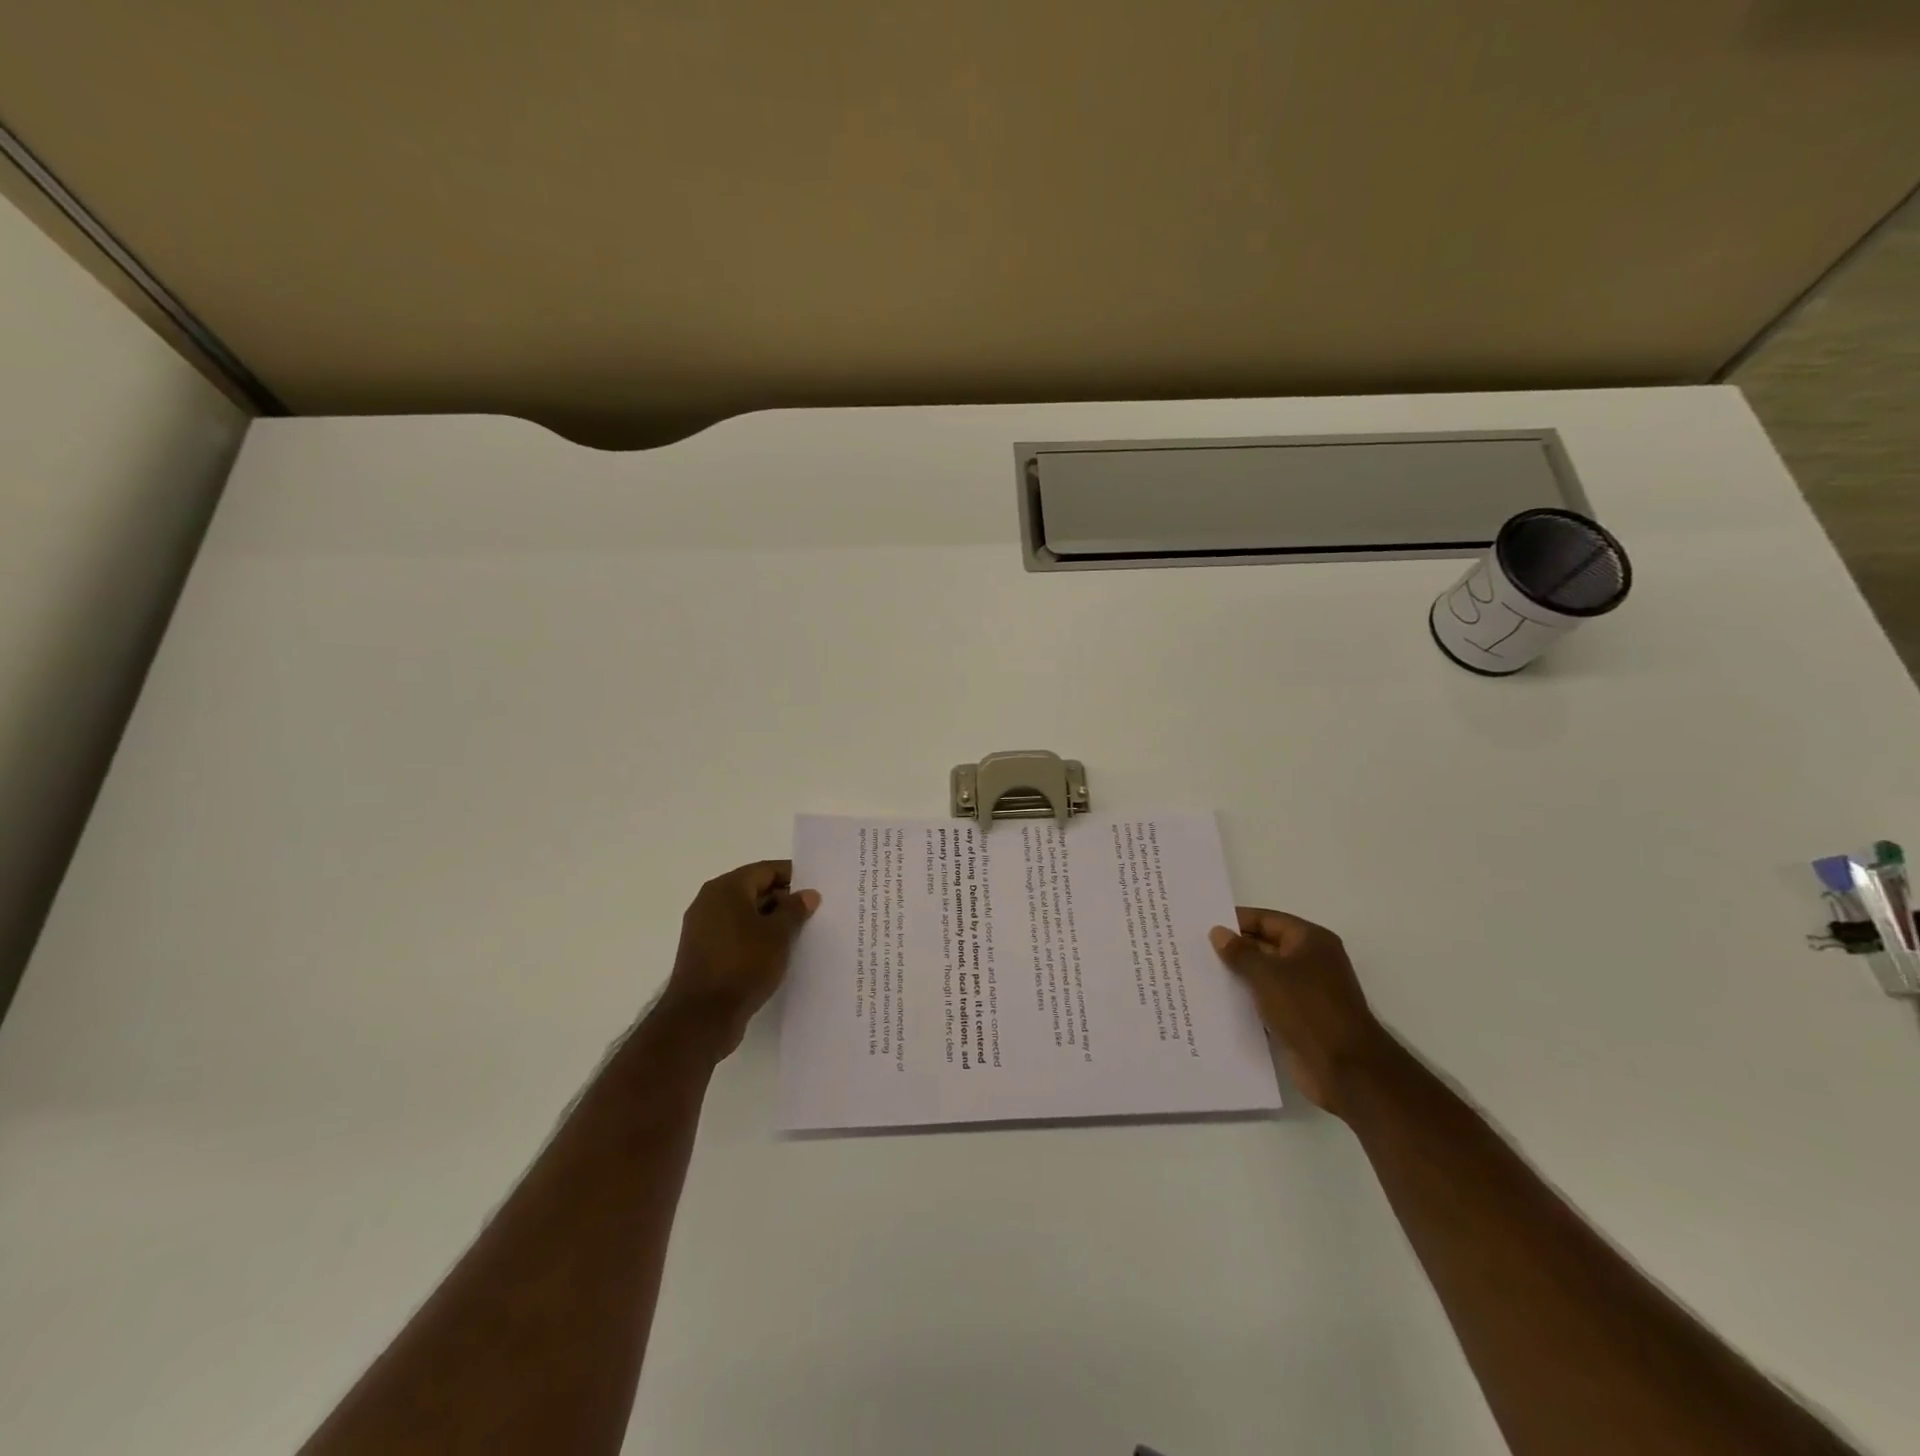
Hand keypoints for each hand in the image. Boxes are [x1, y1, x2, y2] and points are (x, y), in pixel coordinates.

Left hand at [658, 860, 819, 1054]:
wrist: (701, 1018)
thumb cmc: (742, 965)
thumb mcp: (778, 935)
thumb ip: (795, 910)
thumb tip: (808, 894)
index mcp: (725, 888)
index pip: (766, 870)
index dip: (793, 877)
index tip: (817, 890)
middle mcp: (710, 902)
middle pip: (754, 890)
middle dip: (784, 900)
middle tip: (814, 913)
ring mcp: (704, 929)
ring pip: (746, 915)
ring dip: (772, 922)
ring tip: (801, 934)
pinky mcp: (704, 953)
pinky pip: (737, 935)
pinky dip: (757, 939)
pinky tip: (778, 954)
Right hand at [1209, 908, 1395, 1115]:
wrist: (1345, 1069)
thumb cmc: (1307, 1009)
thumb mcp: (1267, 974)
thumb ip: (1239, 952)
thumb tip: (1218, 932)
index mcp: (1310, 941)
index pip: (1266, 920)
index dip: (1236, 921)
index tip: (1203, 925)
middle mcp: (1311, 961)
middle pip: (1265, 946)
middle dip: (1234, 949)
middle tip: (1195, 950)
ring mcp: (1306, 992)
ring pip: (1264, 976)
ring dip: (1238, 977)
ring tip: (1200, 975)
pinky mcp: (1299, 1019)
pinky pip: (1267, 1002)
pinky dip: (1247, 1001)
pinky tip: (1218, 1003)